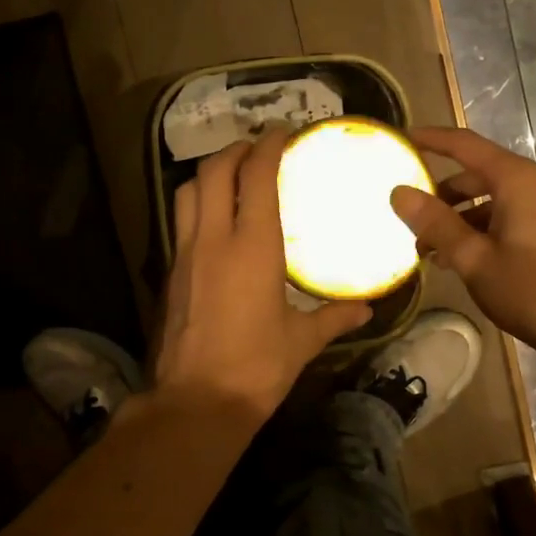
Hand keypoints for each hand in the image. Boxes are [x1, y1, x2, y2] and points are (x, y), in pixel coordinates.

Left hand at [154, 131, 372, 421]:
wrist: (196, 402)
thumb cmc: (256, 367)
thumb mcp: (302, 341)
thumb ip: (334, 317)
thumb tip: (366, 310)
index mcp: (253, 246)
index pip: (255, 177)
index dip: (268, 147)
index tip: (282, 134)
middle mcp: (214, 239)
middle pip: (213, 171)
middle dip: (235, 150)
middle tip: (257, 149)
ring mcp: (185, 254)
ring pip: (187, 192)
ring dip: (209, 173)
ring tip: (232, 176)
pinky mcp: (170, 273)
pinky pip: (180, 221)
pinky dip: (196, 205)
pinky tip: (215, 221)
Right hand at [389, 125, 535, 366]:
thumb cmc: (531, 289)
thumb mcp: (474, 258)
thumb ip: (436, 223)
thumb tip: (398, 192)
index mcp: (516, 180)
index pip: (464, 145)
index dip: (430, 139)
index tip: (400, 139)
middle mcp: (533, 184)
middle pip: (475, 174)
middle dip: (439, 193)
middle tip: (406, 215)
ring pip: (489, 199)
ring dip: (457, 217)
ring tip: (426, 248)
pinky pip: (505, 216)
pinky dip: (478, 229)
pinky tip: (457, 258)